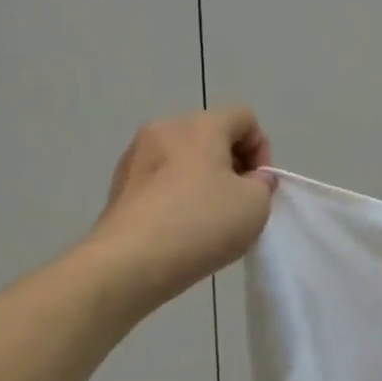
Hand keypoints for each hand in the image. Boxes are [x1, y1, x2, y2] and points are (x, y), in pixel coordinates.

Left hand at [90, 107, 276, 309]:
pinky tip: (180, 230)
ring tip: (208, 220)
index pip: (244, 118)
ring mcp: (136, 156)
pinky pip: (160, 181)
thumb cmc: (200, 224)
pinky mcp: (118, 185)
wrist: (129, 262)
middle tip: (239, 203)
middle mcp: (165, 130)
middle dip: (232, 165)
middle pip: (211, 135)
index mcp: (201, 125)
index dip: (262, 150)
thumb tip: (251, 180)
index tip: (260, 186)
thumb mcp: (255, 206)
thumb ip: (263, 185)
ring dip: (203, 181)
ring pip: (183, 159)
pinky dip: (176, 196)